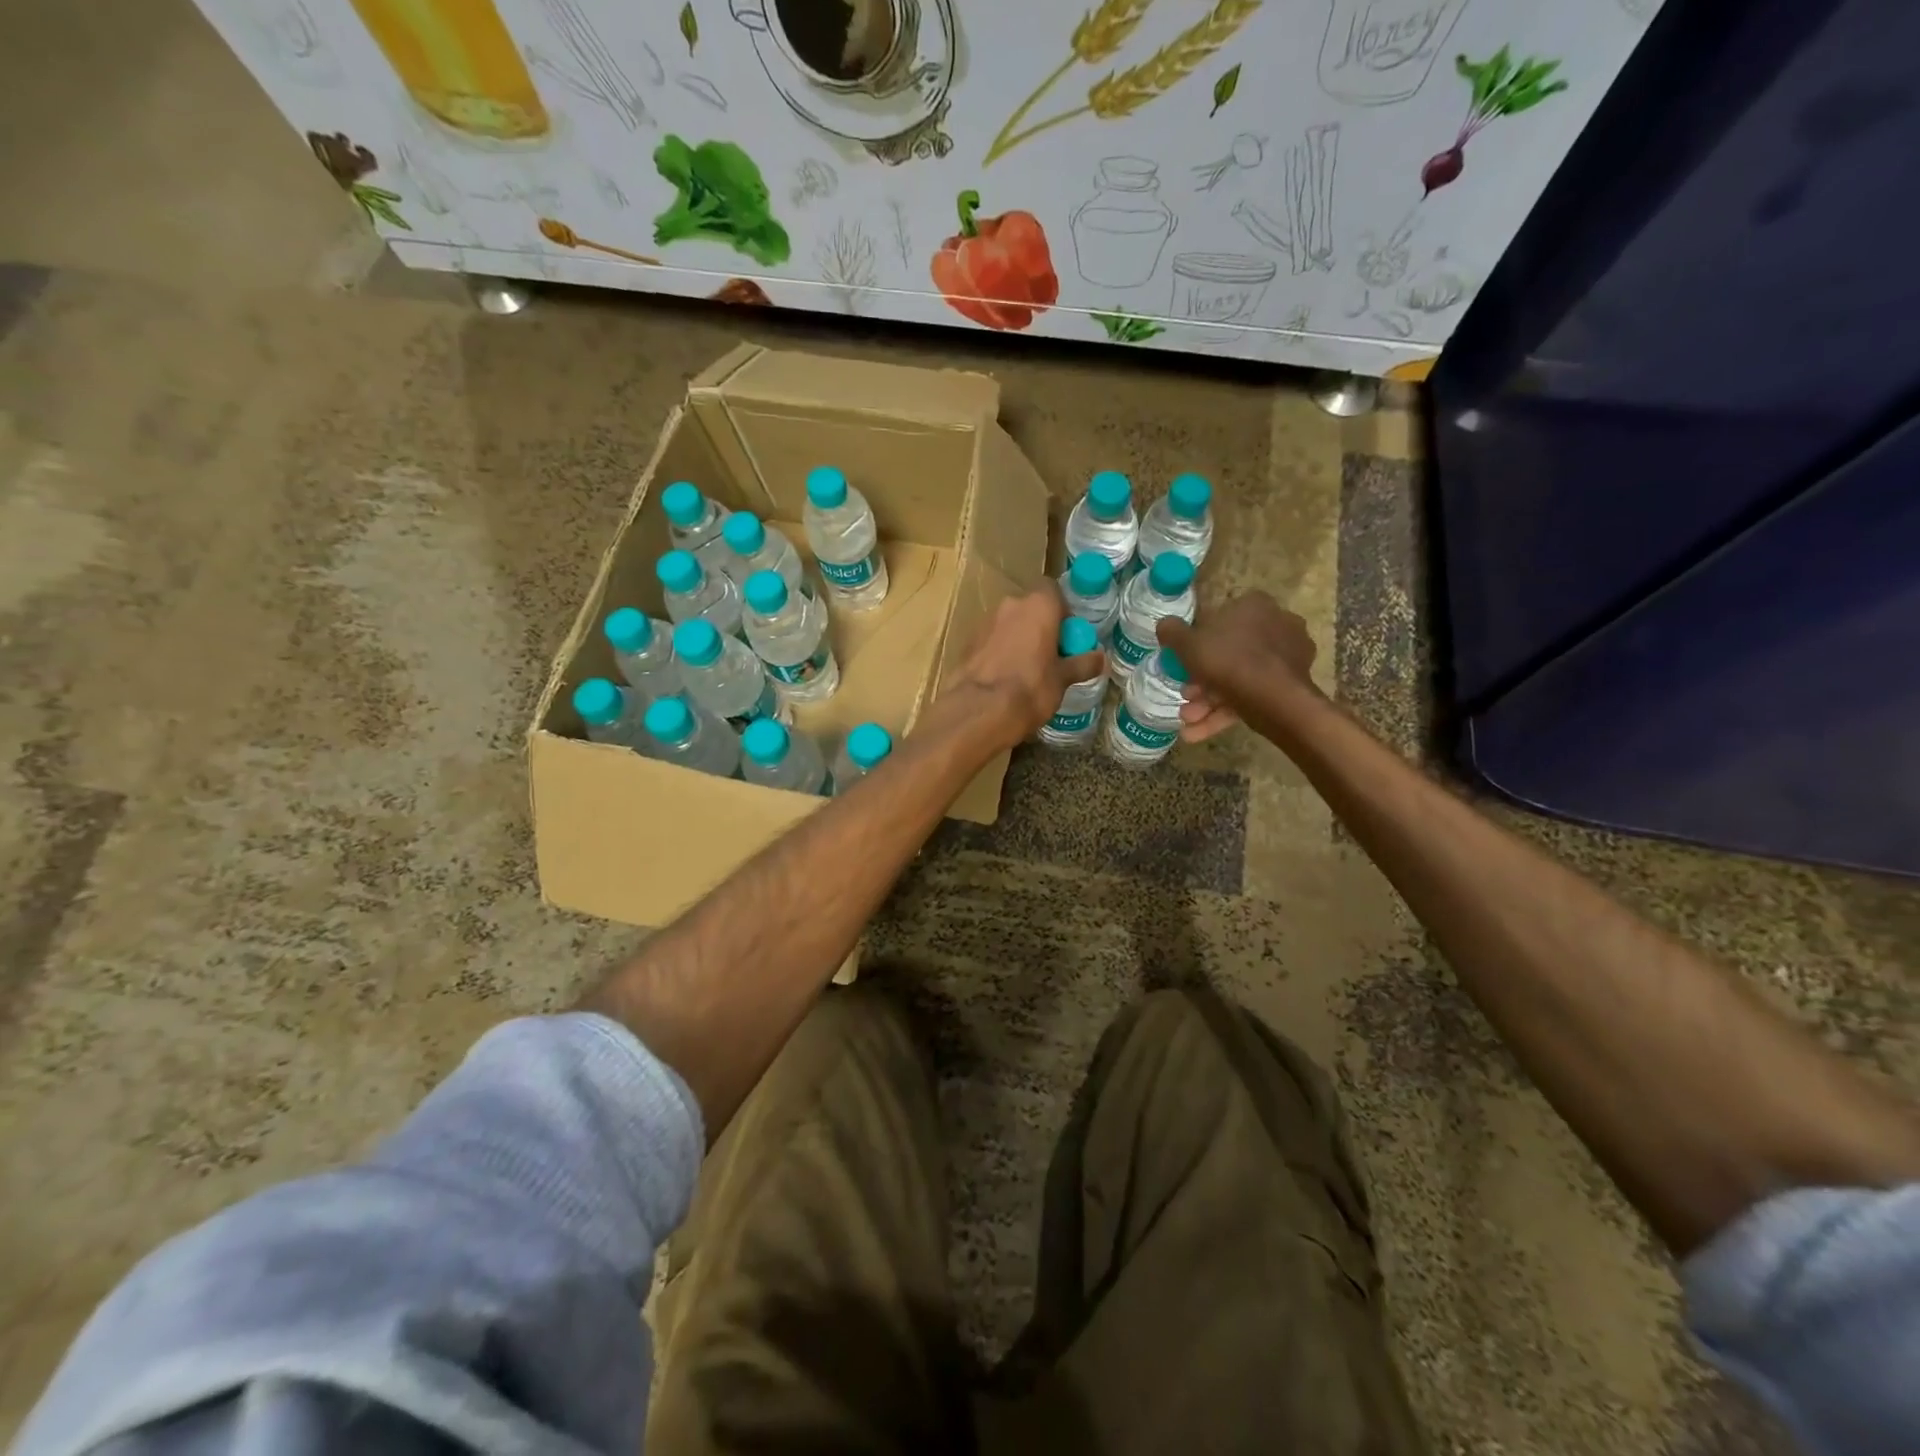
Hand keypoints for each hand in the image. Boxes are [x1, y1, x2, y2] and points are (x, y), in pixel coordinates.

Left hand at [945, 588, 1103, 749]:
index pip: (1053, 591)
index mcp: (1038, 605)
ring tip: (1027, 669)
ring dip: (1019, 638)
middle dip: (1040, 626)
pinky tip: (1005, 677)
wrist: (980, 710)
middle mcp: (1010, 605)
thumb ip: (1082, 664)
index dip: (1062, 611)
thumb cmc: (1031, 688)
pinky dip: (1000, 651)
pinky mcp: (968, 642)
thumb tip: (1102, 658)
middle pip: (1030, 608)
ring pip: (1009, 624)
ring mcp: (985, 622)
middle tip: (1051, 654)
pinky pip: (991, 640)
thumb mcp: (1062, 679)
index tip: (1068, 636)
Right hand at [1157, 593, 1318, 742]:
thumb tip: (1165, 624)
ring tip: (1188, 721)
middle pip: (1229, 653)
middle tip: (1185, 697)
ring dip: (1209, 702)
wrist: (1275, 699)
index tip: (1183, 663)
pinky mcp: (1293, 685)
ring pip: (1240, 677)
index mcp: (1254, 606)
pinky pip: (1253, 694)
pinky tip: (1198, 732)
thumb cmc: (1228, 660)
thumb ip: (1172, 632)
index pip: (1219, 620)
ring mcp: (1289, 656)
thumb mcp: (1188, 644)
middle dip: (1201, 681)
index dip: (1196, 643)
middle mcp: (1278, 624)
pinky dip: (1226, 712)